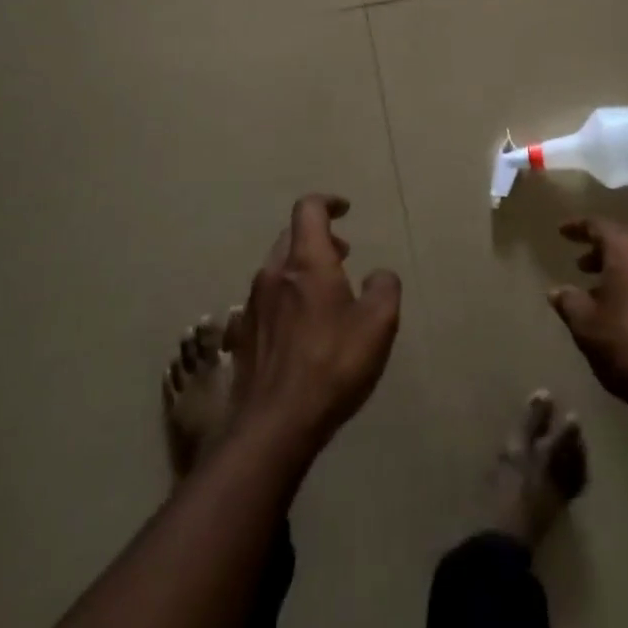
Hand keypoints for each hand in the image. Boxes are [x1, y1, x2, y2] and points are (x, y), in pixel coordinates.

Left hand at [227, 195, 402, 452]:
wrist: (273, 426)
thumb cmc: (331, 365)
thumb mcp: (378, 324)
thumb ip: (384, 288)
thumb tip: (377, 275)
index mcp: (306, 262)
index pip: (309, 209)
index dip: (328, 202)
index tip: (345, 210)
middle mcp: (273, 274)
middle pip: (291, 237)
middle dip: (318, 238)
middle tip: (343, 254)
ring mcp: (253, 305)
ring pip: (277, 269)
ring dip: (301, 270)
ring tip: (326, 294)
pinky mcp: (243, 335)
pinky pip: (266, 301)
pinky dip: (286, 299)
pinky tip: (301, 329)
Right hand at [548, 219, 627, 414]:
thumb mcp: (587, 327)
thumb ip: (569, 302)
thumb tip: (558, 291)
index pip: (599, 226)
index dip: (578, 227)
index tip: (562, 232)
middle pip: (626, 243)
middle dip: (602, 252)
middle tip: (582, 266)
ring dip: (624, 272)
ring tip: (606, 293)